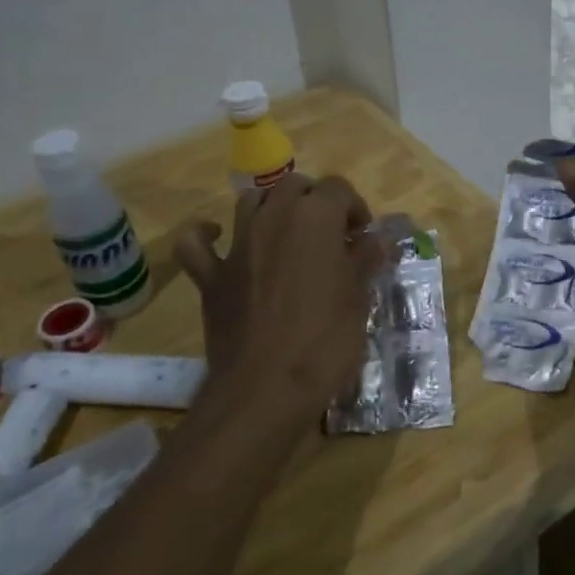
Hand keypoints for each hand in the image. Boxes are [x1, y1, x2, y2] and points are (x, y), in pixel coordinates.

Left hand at [174, 175, 382, 431]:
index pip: (338, 188)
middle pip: (294, 186)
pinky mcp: (211, 276)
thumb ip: (365, 260)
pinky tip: (219, 238)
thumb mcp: (359, 299)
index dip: (354, 207)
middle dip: (314, 200)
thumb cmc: (325, 341)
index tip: (363, 236)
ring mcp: (237, 245)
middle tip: (330, 234)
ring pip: (251, 201)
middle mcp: (273, 218)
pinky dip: (206, 235)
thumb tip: (377, 239)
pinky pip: (196, 243)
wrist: (266, 388)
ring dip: (271, 208)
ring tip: (288, 234)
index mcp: (315, 218)